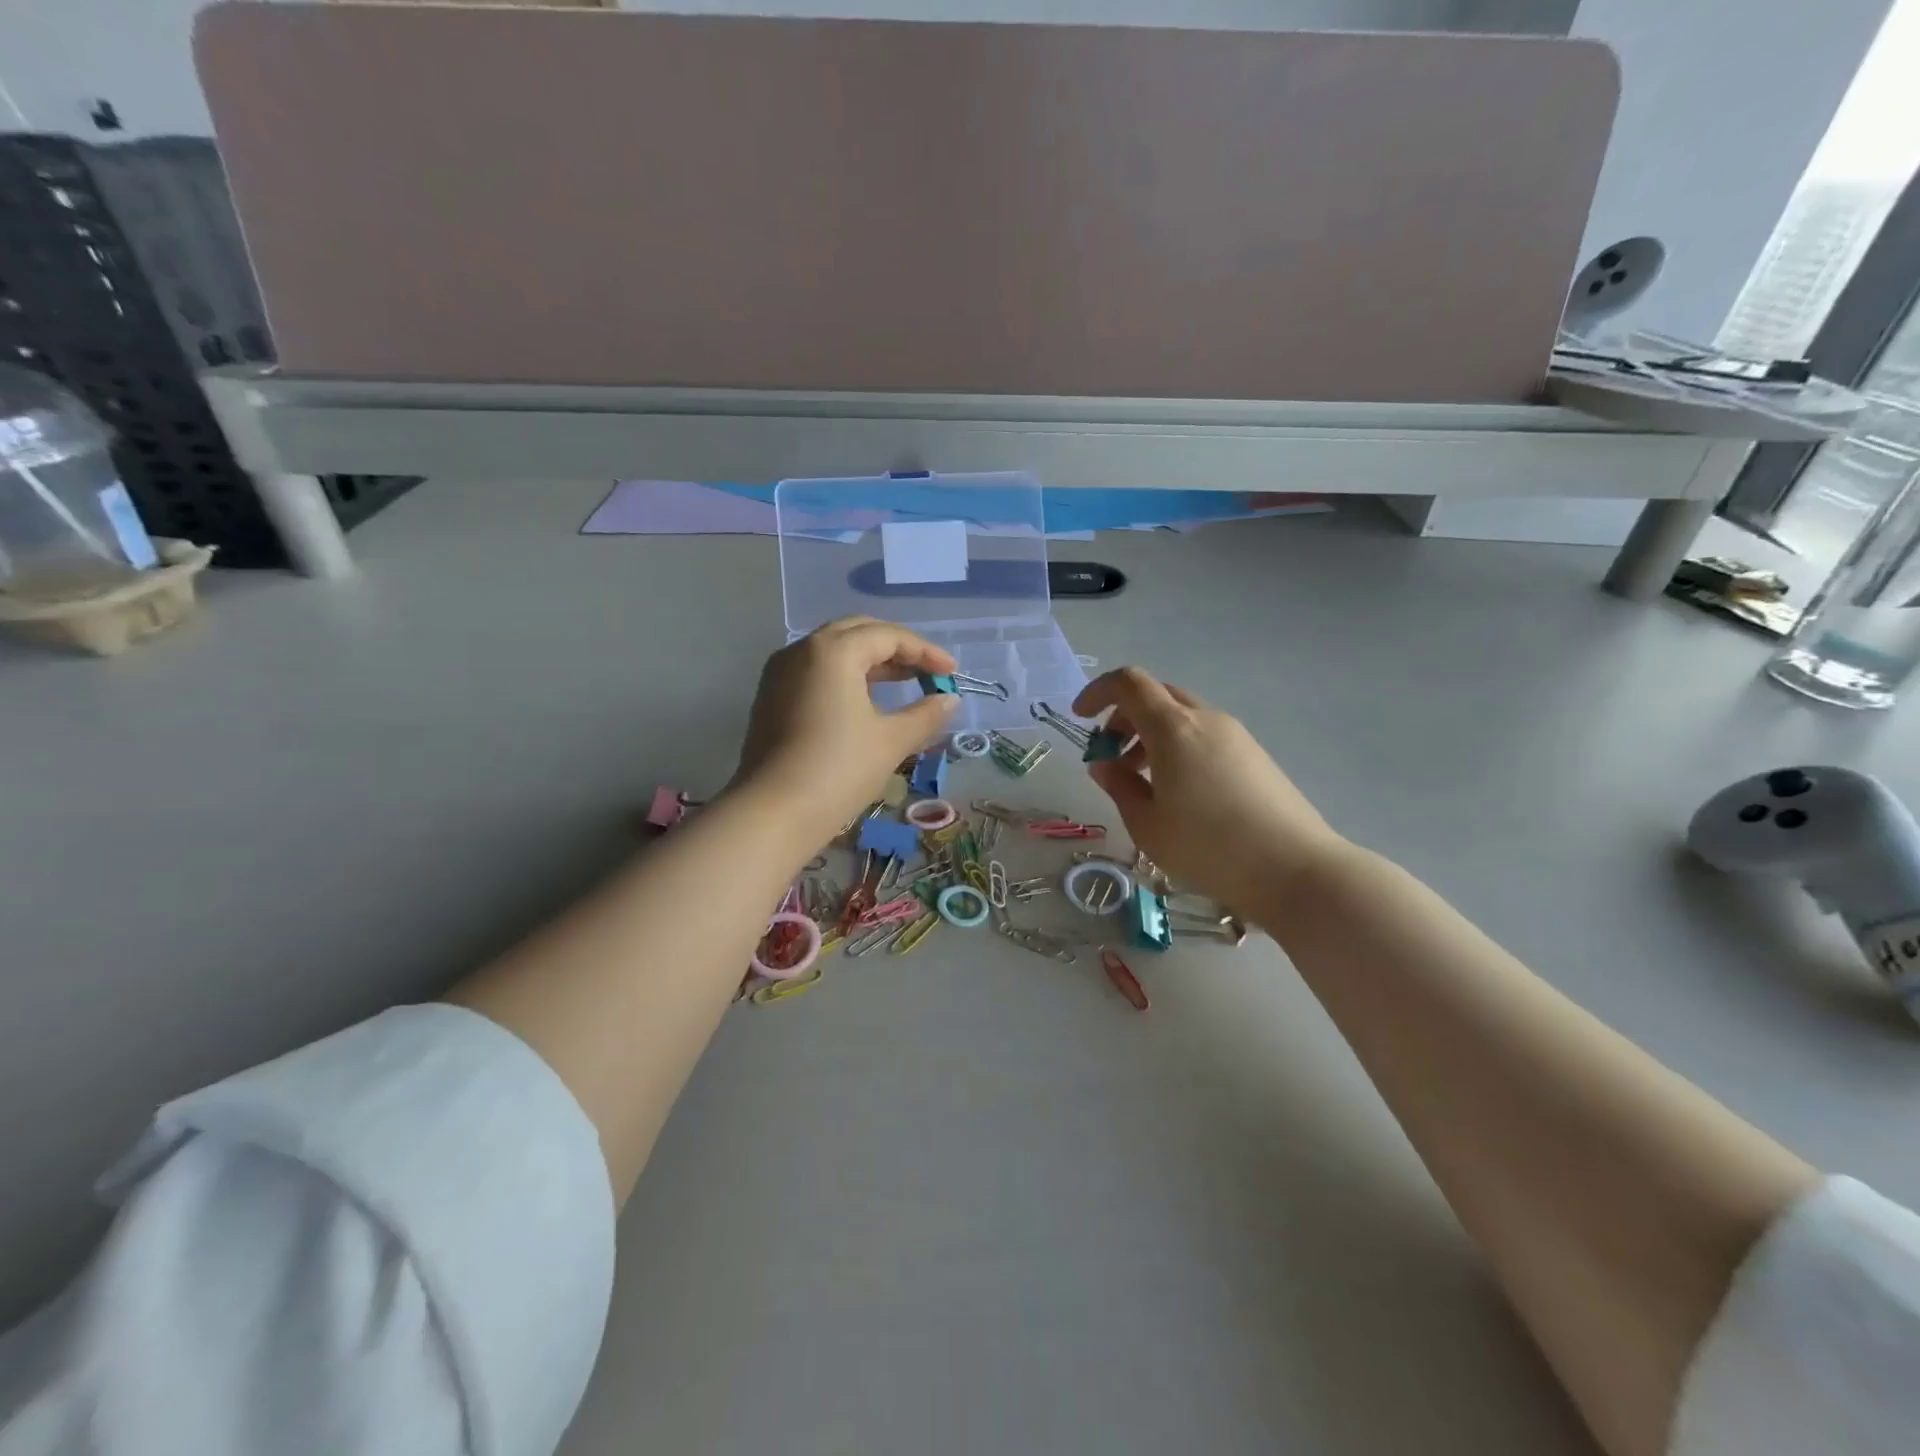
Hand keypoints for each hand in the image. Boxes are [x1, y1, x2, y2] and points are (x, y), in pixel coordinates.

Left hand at [733, 618, 959, 847]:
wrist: (772, 814)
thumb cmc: (838, 770)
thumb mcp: (891, 741)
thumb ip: (925, 714)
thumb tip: (949, 700)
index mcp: (833, 651)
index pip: (887, 636)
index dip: (925, 652)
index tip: (952, 674)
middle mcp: (802, 650)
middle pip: (857, 633)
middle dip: (896, 648)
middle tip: (926, 671)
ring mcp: (780, 674)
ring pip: (833, 652)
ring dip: (870, 662)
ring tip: (902, 683)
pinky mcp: (770, 698)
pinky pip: (815, 672)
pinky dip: (845, 677)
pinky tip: (864, 702)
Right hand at [1073, 668, 1346, 917]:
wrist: (1294, 869)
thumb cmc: (1209, 847)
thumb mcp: (1147, 824)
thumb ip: (1119, 787)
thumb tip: (1104, 766)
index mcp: (1173, 728)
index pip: (1129, 683)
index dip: (1098, 692)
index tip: (1080, 718)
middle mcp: (1205, 719)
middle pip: (1156, 697)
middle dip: (1124, 718)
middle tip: (1110, 757)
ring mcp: (1235, 735)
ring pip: (1181, 717)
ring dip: (1151, 736)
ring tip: (1142, 782)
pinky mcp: (1254, 755)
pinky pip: (1204, 735)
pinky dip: (1178, 748)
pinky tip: (1179, 792)